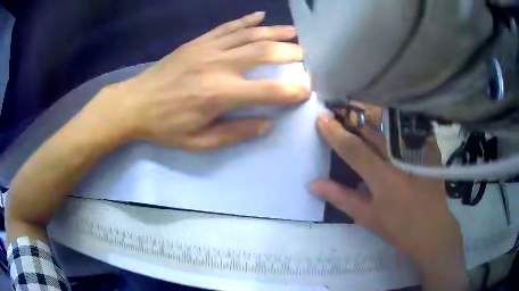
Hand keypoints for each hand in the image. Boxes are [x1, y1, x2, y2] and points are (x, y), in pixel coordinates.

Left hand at [81, 11, 308, 150]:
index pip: (269, 91)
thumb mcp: (199, 142)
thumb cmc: (165, 126)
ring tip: (293, 32)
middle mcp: (219, 65)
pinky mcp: (198, 41)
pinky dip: (246, 20)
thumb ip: (235, 133)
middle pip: (264, 52)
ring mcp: (208, 48)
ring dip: (275, 31)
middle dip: (290, 52)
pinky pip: (227, 26)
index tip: (307, 90)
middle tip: (305, 54)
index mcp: (220, 94)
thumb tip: (266, 124)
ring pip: (249, 34)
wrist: (134, 103)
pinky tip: (260, 15)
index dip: (293, 91)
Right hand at [310, 104, 468, 289]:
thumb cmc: (398, 228)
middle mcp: (401, 160)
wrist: (432, 230)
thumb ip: (341, 197)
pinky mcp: (429, 150)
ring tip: (359, 113)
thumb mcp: (367, 217)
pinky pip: (408, 129)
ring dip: (372, 117)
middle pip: (374, 129)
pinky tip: (387, 124)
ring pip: (391, 126)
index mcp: (384, 179)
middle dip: (354, 117)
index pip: (354, 149)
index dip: (335, 132)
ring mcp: (418, 152)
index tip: (322, 118)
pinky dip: (394, 124)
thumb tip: (313, 184)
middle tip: (339, 111)